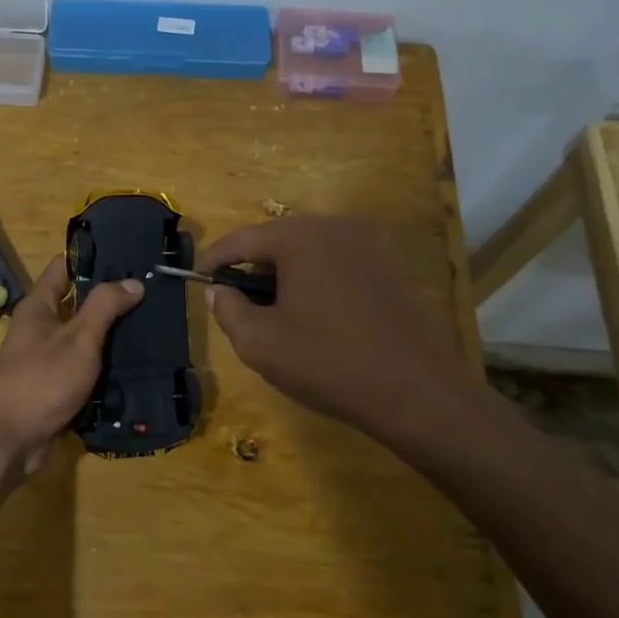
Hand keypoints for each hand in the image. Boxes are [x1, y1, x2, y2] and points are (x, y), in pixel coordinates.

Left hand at [0, 257, 143, 486]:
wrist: (9, 442)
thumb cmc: (40, 381)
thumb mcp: (77, 339)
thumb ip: (104, 307)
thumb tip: (133, 281)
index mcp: (39, 307)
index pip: (65, 268)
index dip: (93, 257)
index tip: (128, 253)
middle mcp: (43, 328)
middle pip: (80, 303)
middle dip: (113, 298)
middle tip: (153, 290)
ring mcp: (51, 359)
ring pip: (88, 339)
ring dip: (115, 335)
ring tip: (156, 323)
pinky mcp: (61, 388)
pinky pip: (89, 369)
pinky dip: (110, 366)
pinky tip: (140, 362)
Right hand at [201, 215, 471, 436]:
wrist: (418, 391)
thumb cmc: (329, 363)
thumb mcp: (260, 343)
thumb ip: (228, 310)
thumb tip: (217, 290)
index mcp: (299, 237)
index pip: (242, 239)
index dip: (215, 259)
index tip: (200, 279)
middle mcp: (334, 226)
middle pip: (277, 239)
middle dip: (253, 266)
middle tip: (238, 299)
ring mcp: (369, 243)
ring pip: (310, 249)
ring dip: (287, 272)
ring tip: (276, 310)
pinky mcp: (391, 264)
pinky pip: (339, 261)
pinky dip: (318, 278)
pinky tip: (318, 314)